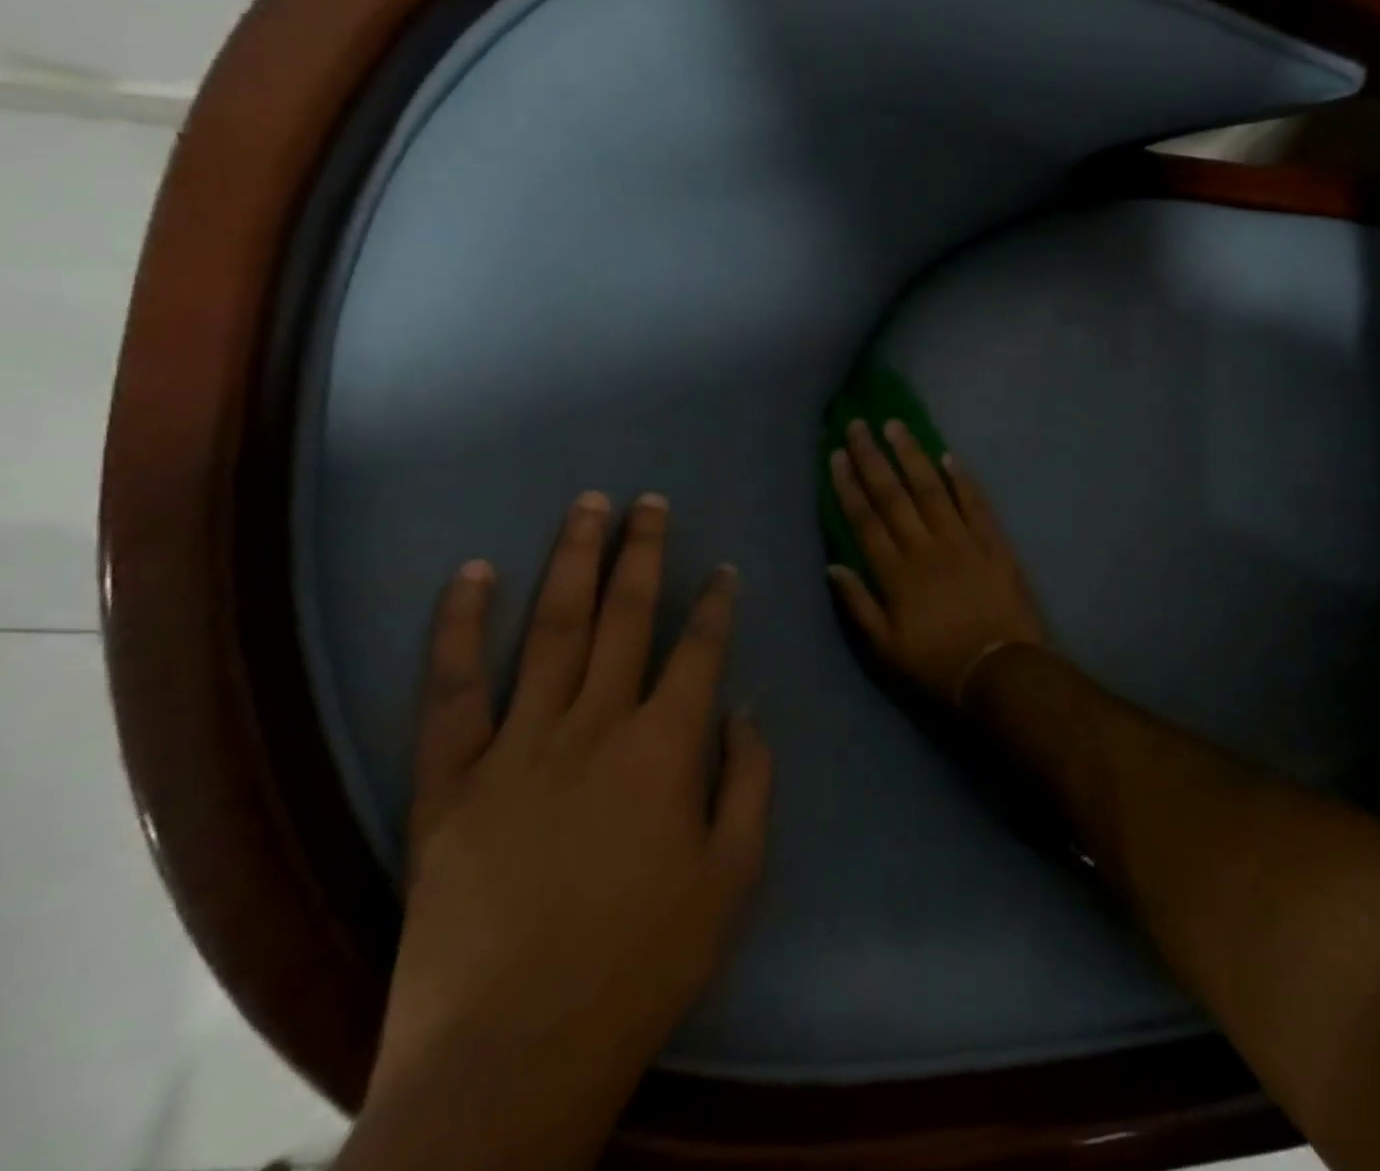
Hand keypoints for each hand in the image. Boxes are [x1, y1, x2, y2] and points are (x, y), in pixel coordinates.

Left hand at [369, 491, 772, 1139]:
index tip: (726, 568)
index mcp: (665, 749)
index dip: (717, 604)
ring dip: (572, 563)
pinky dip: (461, 629)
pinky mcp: (449, 783)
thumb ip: (750, 781)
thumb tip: (744, 708)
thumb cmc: (644, 962)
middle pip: (626, 618)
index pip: (700, 650)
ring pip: (551, 632)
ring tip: (588, 507)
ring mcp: (516, 748)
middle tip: (651, 501)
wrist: (511, 1057)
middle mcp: (594, 727)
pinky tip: (472, 575)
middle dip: (644, 552)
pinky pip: (452, 691)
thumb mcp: (734, 876)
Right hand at [827, 419, 1046, 705]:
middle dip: (873, 458)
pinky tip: (949, 457)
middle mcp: (925, 547)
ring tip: (896, 426)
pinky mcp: (994, 543)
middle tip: (859, 425)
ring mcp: (962, 541)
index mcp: (897, 573)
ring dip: (912, 456)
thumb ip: (859, 604)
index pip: (865, 519)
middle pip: (894, 495)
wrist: (1000, 670)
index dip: (849, 485)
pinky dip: (963, 479)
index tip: (837, 454)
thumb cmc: (938, 664)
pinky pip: (976, 504)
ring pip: (932, 489)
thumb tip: (832, 565)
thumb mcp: (887, 648)